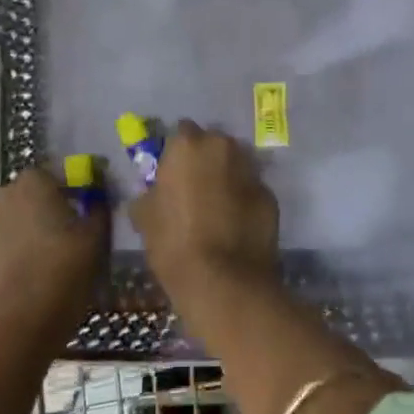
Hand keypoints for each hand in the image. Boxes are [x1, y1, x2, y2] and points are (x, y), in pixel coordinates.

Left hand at [0, 168, 107, 345]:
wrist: (17, 328)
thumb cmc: (62, 272)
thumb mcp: (96, 237)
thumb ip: (99, 206)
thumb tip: (98, 193)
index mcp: (33, 181)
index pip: (60, 171)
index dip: (79, 187)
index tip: (92, 206)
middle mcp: (4, 195)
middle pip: (36, 194)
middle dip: (54, 206)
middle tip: (76, 230)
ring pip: (18, 220)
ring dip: (34, 230)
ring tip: (56, 256)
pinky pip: (6, 246)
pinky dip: (19, 253)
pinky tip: (35, 276)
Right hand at [128, 121, 279, 306]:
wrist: (224, 281)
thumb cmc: (174, 244)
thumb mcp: (144, 217)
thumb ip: (148, 194)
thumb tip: (152, 192)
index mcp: (187, 145)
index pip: (180, 132)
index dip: (175, 152)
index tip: (171, 173)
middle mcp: (222, 146)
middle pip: (212, 143)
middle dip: (204, 159)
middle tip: (194, 188)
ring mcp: (250, 169)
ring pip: (235, 164)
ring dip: (227, 176)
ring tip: (217, 206)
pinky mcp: (270, 194)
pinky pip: (251, 189)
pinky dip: (244, 199)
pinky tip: (236, 224)